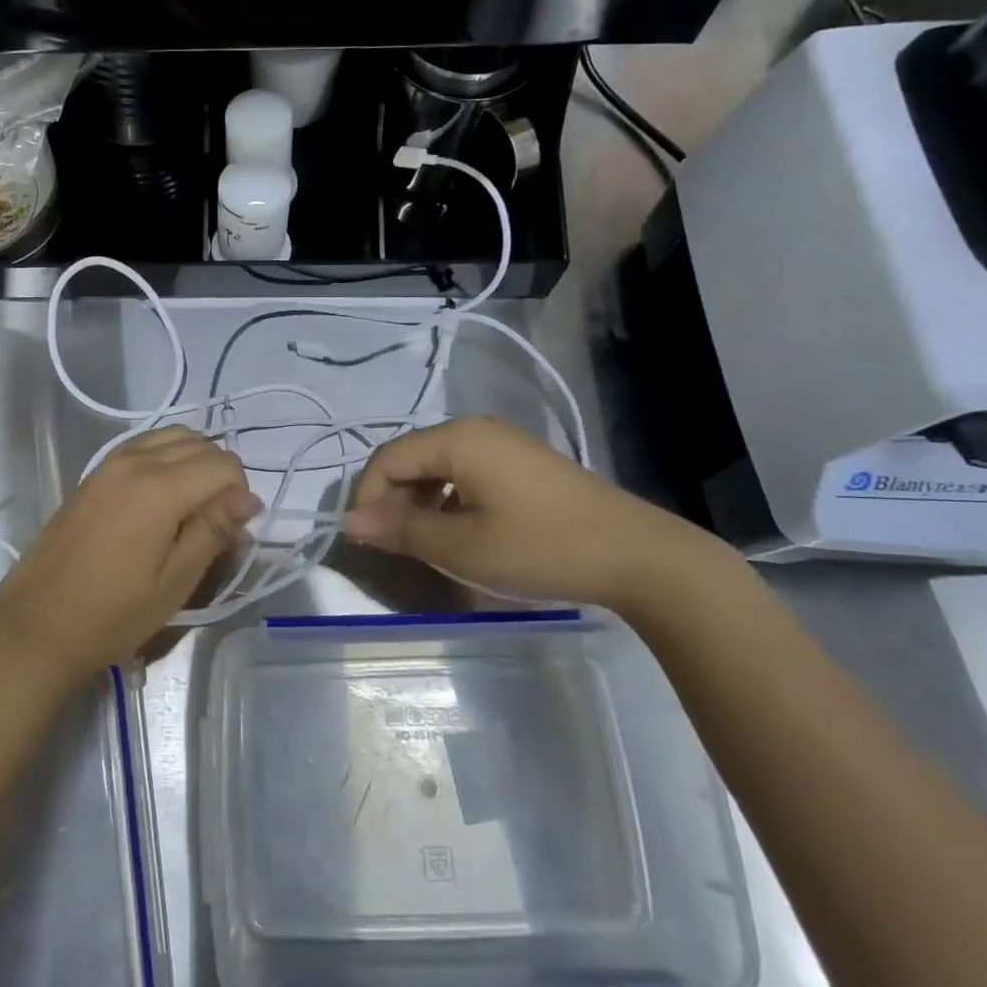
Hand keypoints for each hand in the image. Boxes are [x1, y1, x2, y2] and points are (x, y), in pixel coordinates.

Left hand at [0, 427, 259, 687]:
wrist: (36, 625)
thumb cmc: (112, 614)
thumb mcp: (175, 581)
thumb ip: (214, 530)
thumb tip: (249, 498)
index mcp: (159, 487)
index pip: (223, 465)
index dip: (239, 494)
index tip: (231, 531)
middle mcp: (135, 460)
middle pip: (199, 443)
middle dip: (220, 474)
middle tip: (215, 522)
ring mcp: (110, 462)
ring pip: (172, 436)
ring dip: (194, 460)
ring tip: (192, 507)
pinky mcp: (95, 472)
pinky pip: (145, 445)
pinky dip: (167, 457)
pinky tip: (162, 497)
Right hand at [344, 416, 731, 613]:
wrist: (637, 556)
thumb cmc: (540, 547)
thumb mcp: (462, 547)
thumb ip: (401, 531)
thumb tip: (349, 522)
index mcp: (457, 439)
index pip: (386, 459)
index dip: (366, 499)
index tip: (364, 543)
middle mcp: (475, 430)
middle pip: (410, 459)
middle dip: (393, 502)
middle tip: (395, 549)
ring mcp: (502, 445)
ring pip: (437, 468)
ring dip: (420, 505)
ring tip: (425, 546)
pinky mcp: (521, 464)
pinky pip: (465, 475)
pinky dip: (448, 502)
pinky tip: (460, 535)